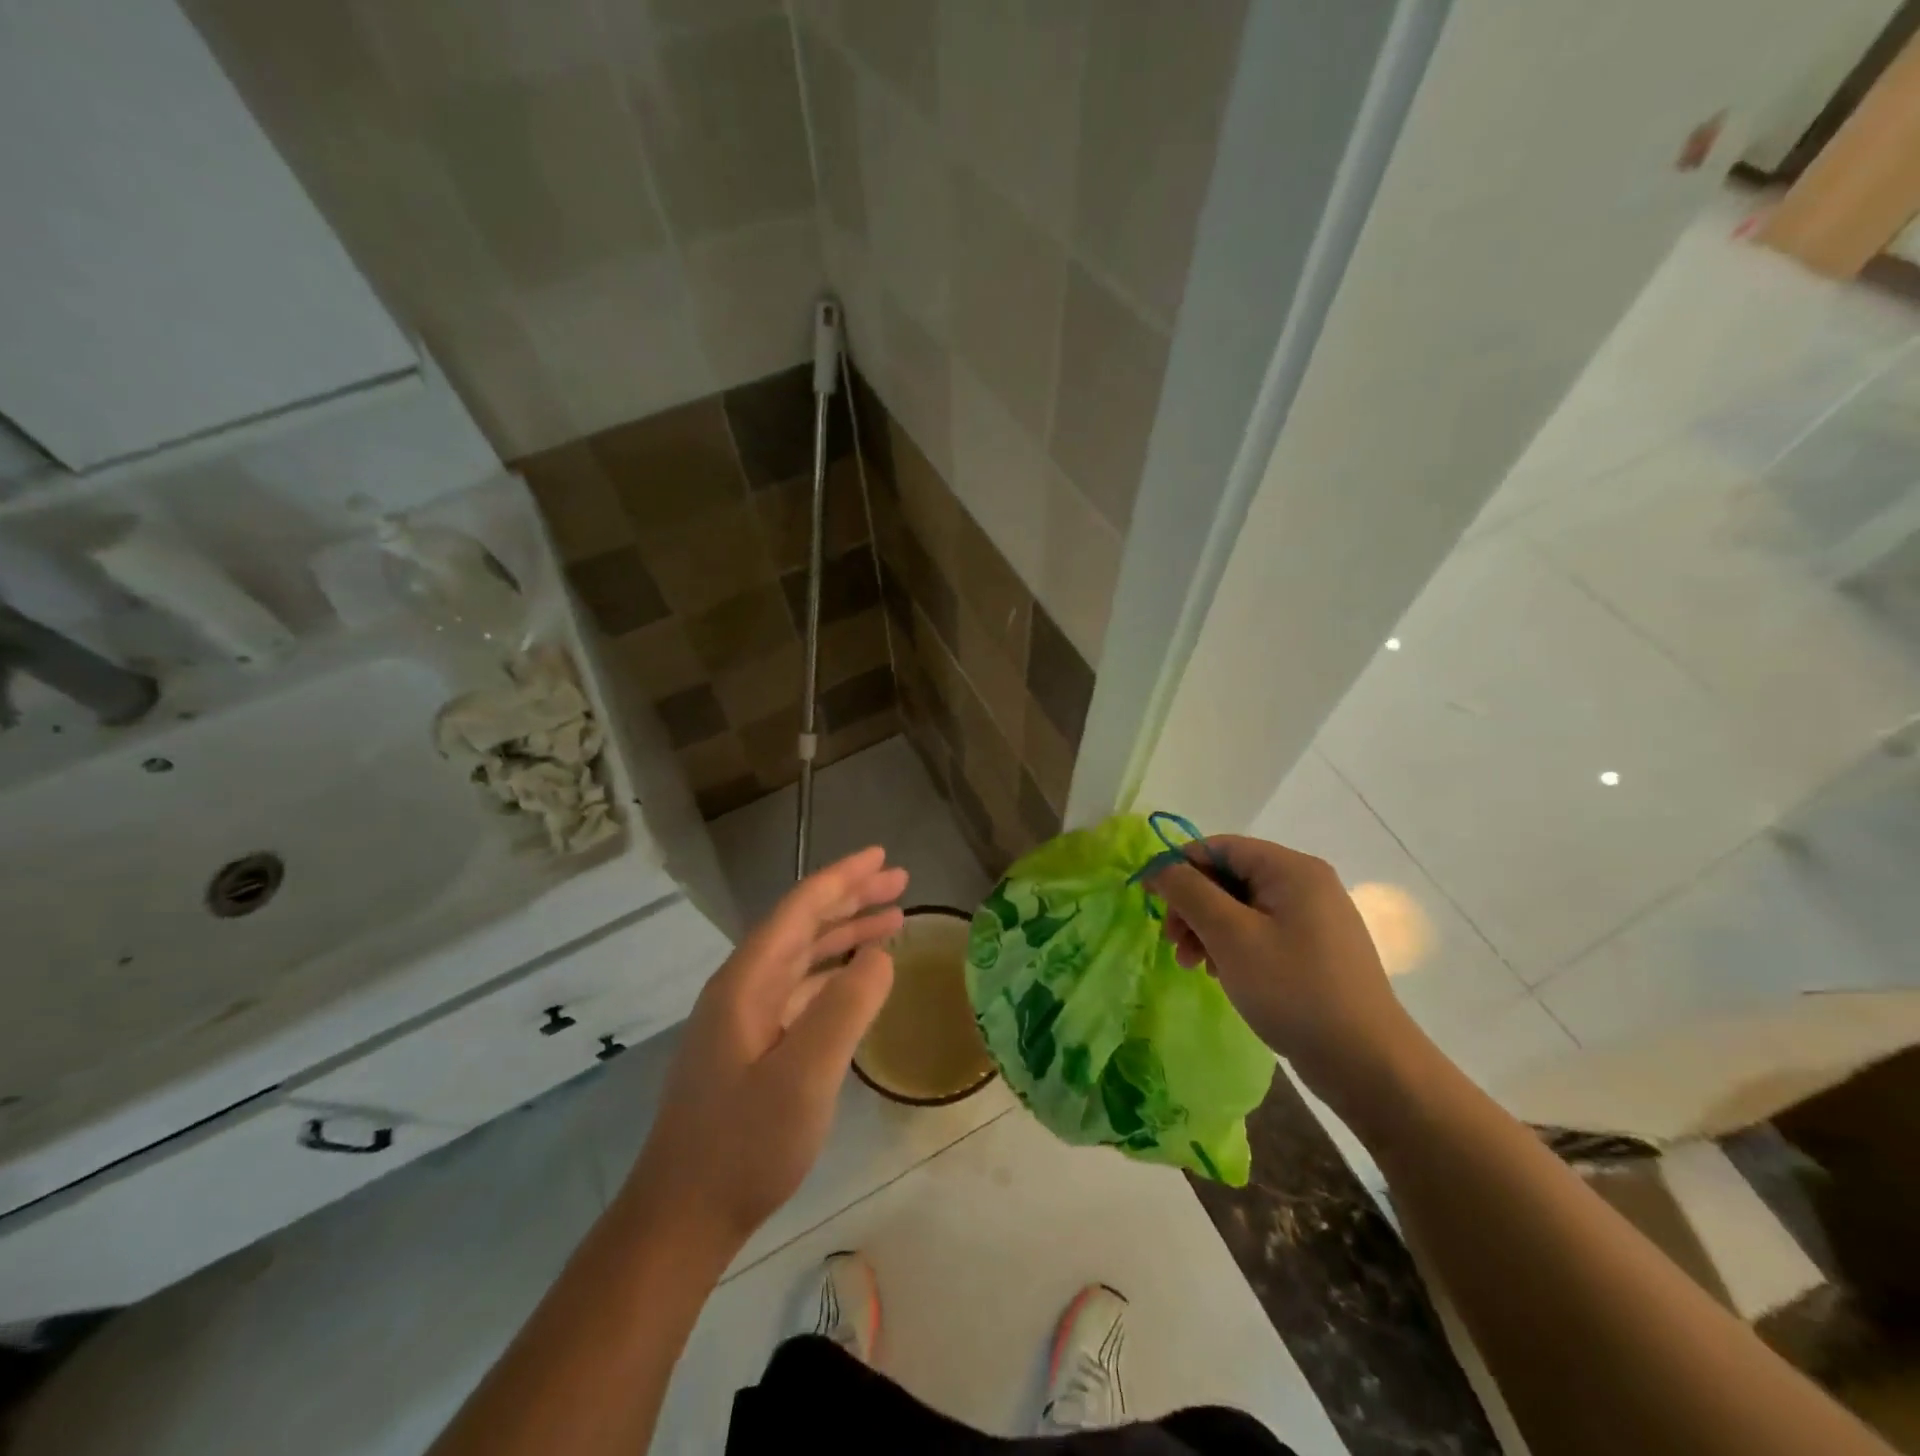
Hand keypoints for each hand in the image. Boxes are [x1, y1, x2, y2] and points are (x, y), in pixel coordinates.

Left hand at [623, 847, 905, 1252]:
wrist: (683, 1218)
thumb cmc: (744, 1146)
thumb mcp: (805, 1077)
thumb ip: (846, 1008)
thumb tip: (881, 954)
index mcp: (747, 981)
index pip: (800, 909)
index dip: (842, 877)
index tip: (882, 856)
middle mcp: (743, 988)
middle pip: (802, 925)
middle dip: (851, 899)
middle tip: (900, 882)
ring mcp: (745, 1018)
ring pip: (803, 957)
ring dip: (846, 934)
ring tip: (893, 921)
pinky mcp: (752, 1047)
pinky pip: (801, 989)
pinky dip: (834, 973)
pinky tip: (858, 979)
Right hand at [1147, 836, 1420, 1108]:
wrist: (1367, 1063)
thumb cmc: (1293, 989)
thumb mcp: (1231, 936)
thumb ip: (1190, 892)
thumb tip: (1159, 867)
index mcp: (1291, 869)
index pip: (1220, 847)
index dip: (1179, 866)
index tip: (1149, 899)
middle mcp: (1306, 884)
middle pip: (1230, 876)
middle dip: (1193, 905)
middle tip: (1172, 942)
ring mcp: (1314, 918)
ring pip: (1242, 907)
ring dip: (1207, 929)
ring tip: (1191, 965)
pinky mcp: (1315, 950)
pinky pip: (1261, 931)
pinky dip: (1232, 946)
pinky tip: (1219, 973)